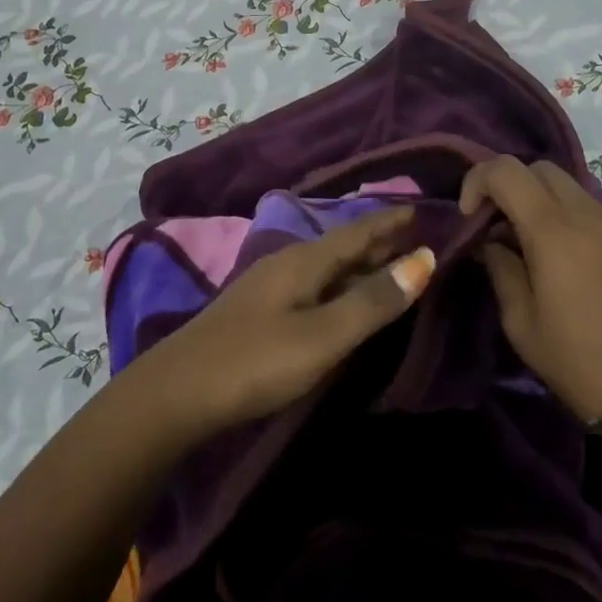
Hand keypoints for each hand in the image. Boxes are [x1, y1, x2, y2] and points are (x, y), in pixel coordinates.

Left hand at [132, 206, 435, 437]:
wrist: (177, 393)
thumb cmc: (256, 361)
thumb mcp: (323, 335)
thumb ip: (372, 301)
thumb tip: (423, 258)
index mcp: (304, 260)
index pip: (358, 231)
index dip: (390, 221)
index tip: (422, 208)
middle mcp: (287, 263)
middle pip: (342, 246)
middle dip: (379, 240)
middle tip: (417, 236)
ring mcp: (269, 287)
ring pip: (326, 267)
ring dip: (360, 264)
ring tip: (390, 264)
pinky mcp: (259, 312)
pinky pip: (313, 286)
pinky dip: (340, 285)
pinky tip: (342, 298)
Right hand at [461, 156, 601, 423]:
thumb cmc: (579, 362)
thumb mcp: (521, 322)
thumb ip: (502, 268)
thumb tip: (494, 242)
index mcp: (553, 230)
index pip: (506, 170)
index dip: (478, 181)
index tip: (472, 216)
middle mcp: (590, 214)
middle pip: (541, 169)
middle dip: (512, 187)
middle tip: (502, 227)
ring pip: (574, 190)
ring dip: (547, 205)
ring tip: (541, 250)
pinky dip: (579, 226)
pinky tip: (582, 269)